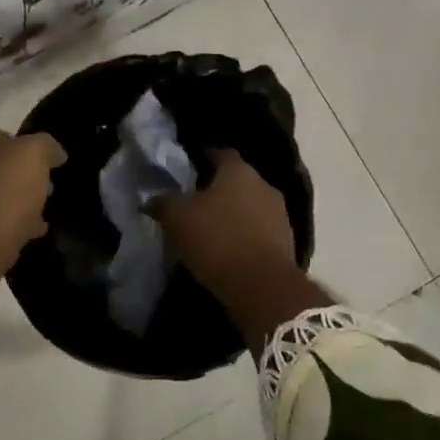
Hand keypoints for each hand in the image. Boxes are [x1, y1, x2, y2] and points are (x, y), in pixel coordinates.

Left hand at [0, 127, 65, 270]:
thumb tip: (54, 153)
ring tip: (43, 223)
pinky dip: (7, 235)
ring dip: (16, 211)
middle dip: (23, 182)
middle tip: (49, 194)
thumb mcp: (31, 157)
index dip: (30, 150)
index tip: (53, 167)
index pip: (4, 139)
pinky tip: (24, 243)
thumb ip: (44, 147)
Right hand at [156, 150, 327, 355]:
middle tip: (194, 202)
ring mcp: (279, 214)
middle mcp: (264, 185)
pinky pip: (259, 230)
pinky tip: (229, 249)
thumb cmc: (217, 240)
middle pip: (237, 180)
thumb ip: (164, 203)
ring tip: (211, 228)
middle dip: (218, 189)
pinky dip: (244, 235)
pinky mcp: (286, 242)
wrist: (263, 286)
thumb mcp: (178, 219)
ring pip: (250, 206)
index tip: (189, 167)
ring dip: (233, 214)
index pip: (220, 153)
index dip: (204, 158)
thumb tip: (153, 199)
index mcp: (239, 171)